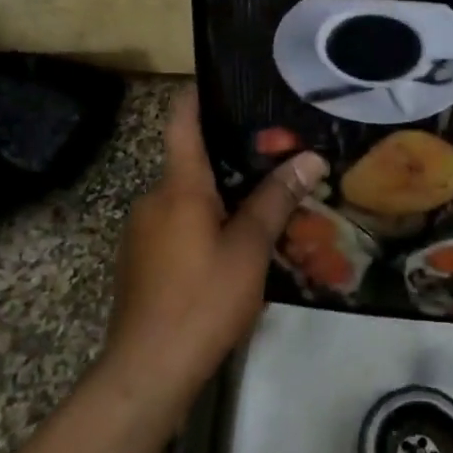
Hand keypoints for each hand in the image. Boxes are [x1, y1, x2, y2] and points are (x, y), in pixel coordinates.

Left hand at [102, 88, 326, 412]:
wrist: (146, 372)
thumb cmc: (201, 300)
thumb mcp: (249, 248)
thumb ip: (276, 199)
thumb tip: (309, 158)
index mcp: (178, 186)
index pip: (182, 120)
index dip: (200, 94)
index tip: (229, 80)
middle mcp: (154, 198)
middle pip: (192, 159)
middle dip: (233, 153)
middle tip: (279, 152)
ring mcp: (144, 231)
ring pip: (188, 196)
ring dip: (224, 193)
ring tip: (268, 197)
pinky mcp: (143, 260)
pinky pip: (180, 223)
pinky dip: (208, 220)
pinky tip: (239, 242)